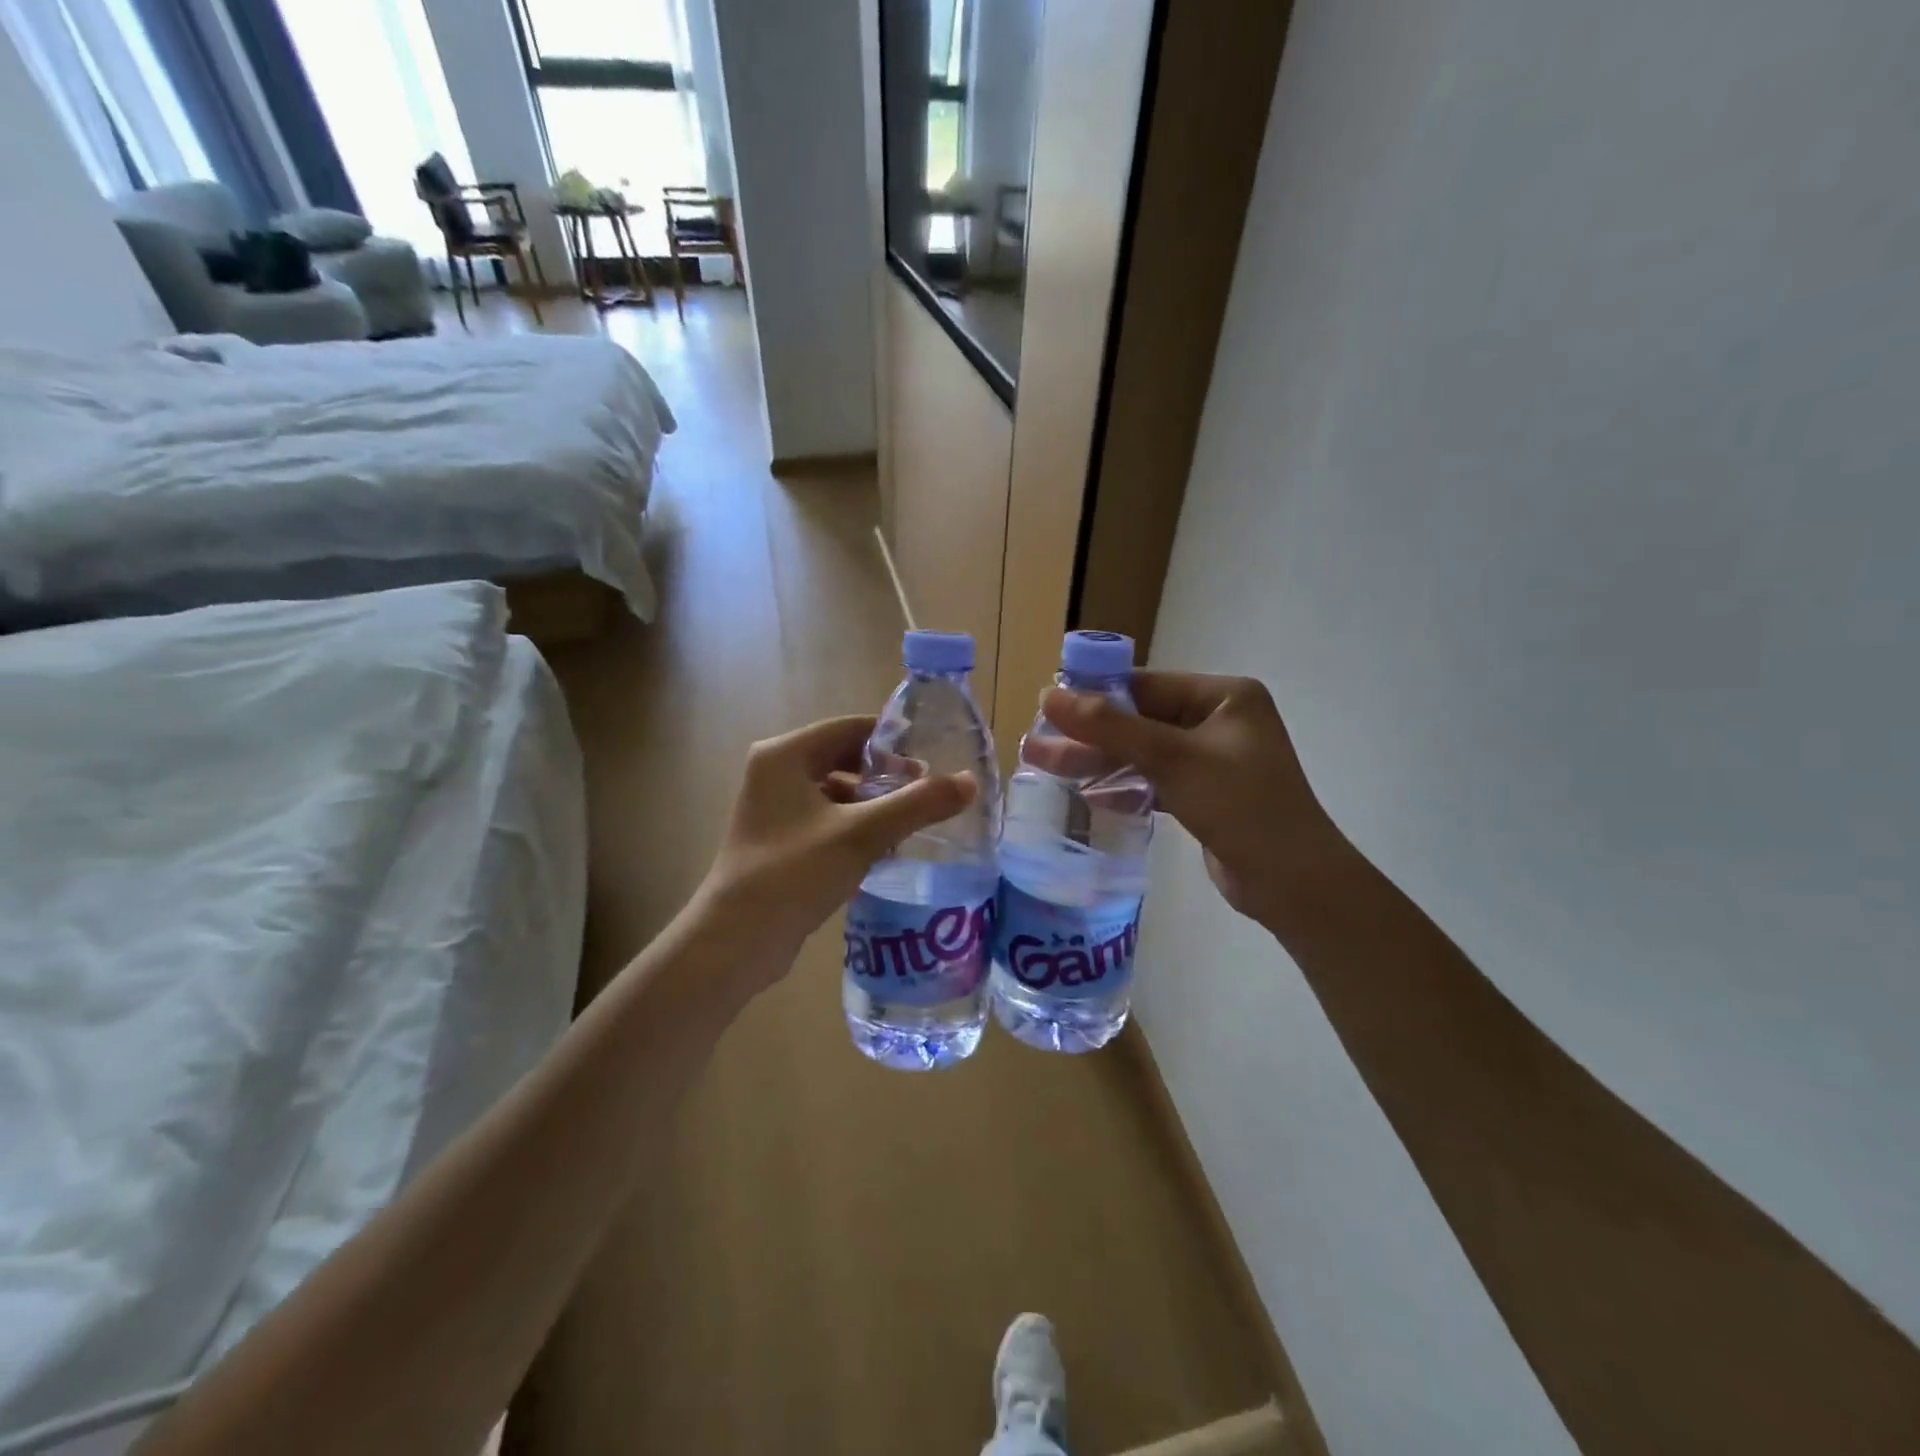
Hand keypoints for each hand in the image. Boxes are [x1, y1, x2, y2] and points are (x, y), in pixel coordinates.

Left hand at [697, 714, 975, 979]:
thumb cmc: (794, 873)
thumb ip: (917, 805)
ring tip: (912, 824)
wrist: (736, 941)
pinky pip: (827, 818)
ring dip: (874, 804)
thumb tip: (969, 781)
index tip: (933, 762)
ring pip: (837, 791)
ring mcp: (774, 807)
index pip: (851, 728)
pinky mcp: (779, 838)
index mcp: (785, 754)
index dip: (894, 742)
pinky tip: (884, 849)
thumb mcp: (861, 834)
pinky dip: (856, 826)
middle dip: (886, 776)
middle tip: (926, 795)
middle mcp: (775, 772)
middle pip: (845, 758)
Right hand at [1040, 674, 1343, 925]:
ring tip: (1042, 762)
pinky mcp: (1202, 793)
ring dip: (1097, 759)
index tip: (1045, 703)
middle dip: (1088, 732)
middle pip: (1139, 719)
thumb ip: (1110, 727)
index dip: (1093, 693)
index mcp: (1223, 696)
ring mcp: (1210, 759)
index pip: (1145, 685)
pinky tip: (1083, 791)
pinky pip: (1152, 779)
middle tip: (1036, 739)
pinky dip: (1121, 784)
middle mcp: (1218, 720)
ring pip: (1141, 751)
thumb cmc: (1239, 806)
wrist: (1291, 882)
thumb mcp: (1171, 758)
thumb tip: (1050, 695)